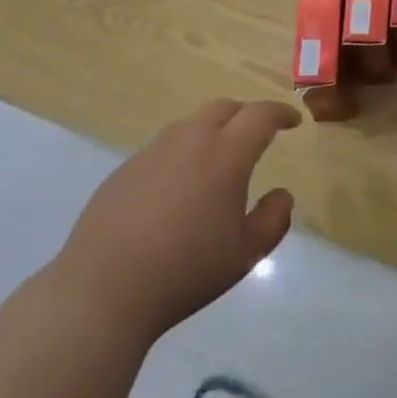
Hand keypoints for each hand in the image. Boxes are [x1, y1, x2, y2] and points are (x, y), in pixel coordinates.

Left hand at [58, 99, 297, 341]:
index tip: (293, 121)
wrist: (103, 289)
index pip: (259, 116)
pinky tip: (179, 189)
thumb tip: (281, 194)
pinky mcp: (124, 170)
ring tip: (218, 162)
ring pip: (190, 125)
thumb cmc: (186, 270)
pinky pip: (163, 148)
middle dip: (246, 115)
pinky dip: (182, 154)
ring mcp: (151, 153)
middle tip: (258, 135)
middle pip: (223, 108)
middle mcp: (188, 141)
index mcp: (225, 155)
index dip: (280, 113)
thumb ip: (274, 218)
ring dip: (212, 132)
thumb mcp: (246, 253)